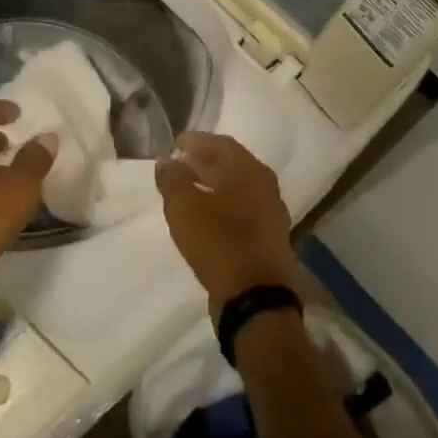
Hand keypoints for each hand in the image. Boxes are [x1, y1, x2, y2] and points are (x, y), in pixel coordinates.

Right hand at [156, 133, 299, 315]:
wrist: (254, 296)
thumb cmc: (218, 241)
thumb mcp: (184, 206)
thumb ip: (172, 178)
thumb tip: (167, 161)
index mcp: (249, 169)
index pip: (220, 143)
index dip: (195, 141)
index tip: (175, 145)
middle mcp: (265, 185)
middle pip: (231, 164)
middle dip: (203, 162)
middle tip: (178, 166)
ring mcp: (270, 212)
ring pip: (237, 188)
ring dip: (213, 185)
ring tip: (187, 191)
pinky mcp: (269, 238)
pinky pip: (242, 210)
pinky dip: (222, 206)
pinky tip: (206, 217)